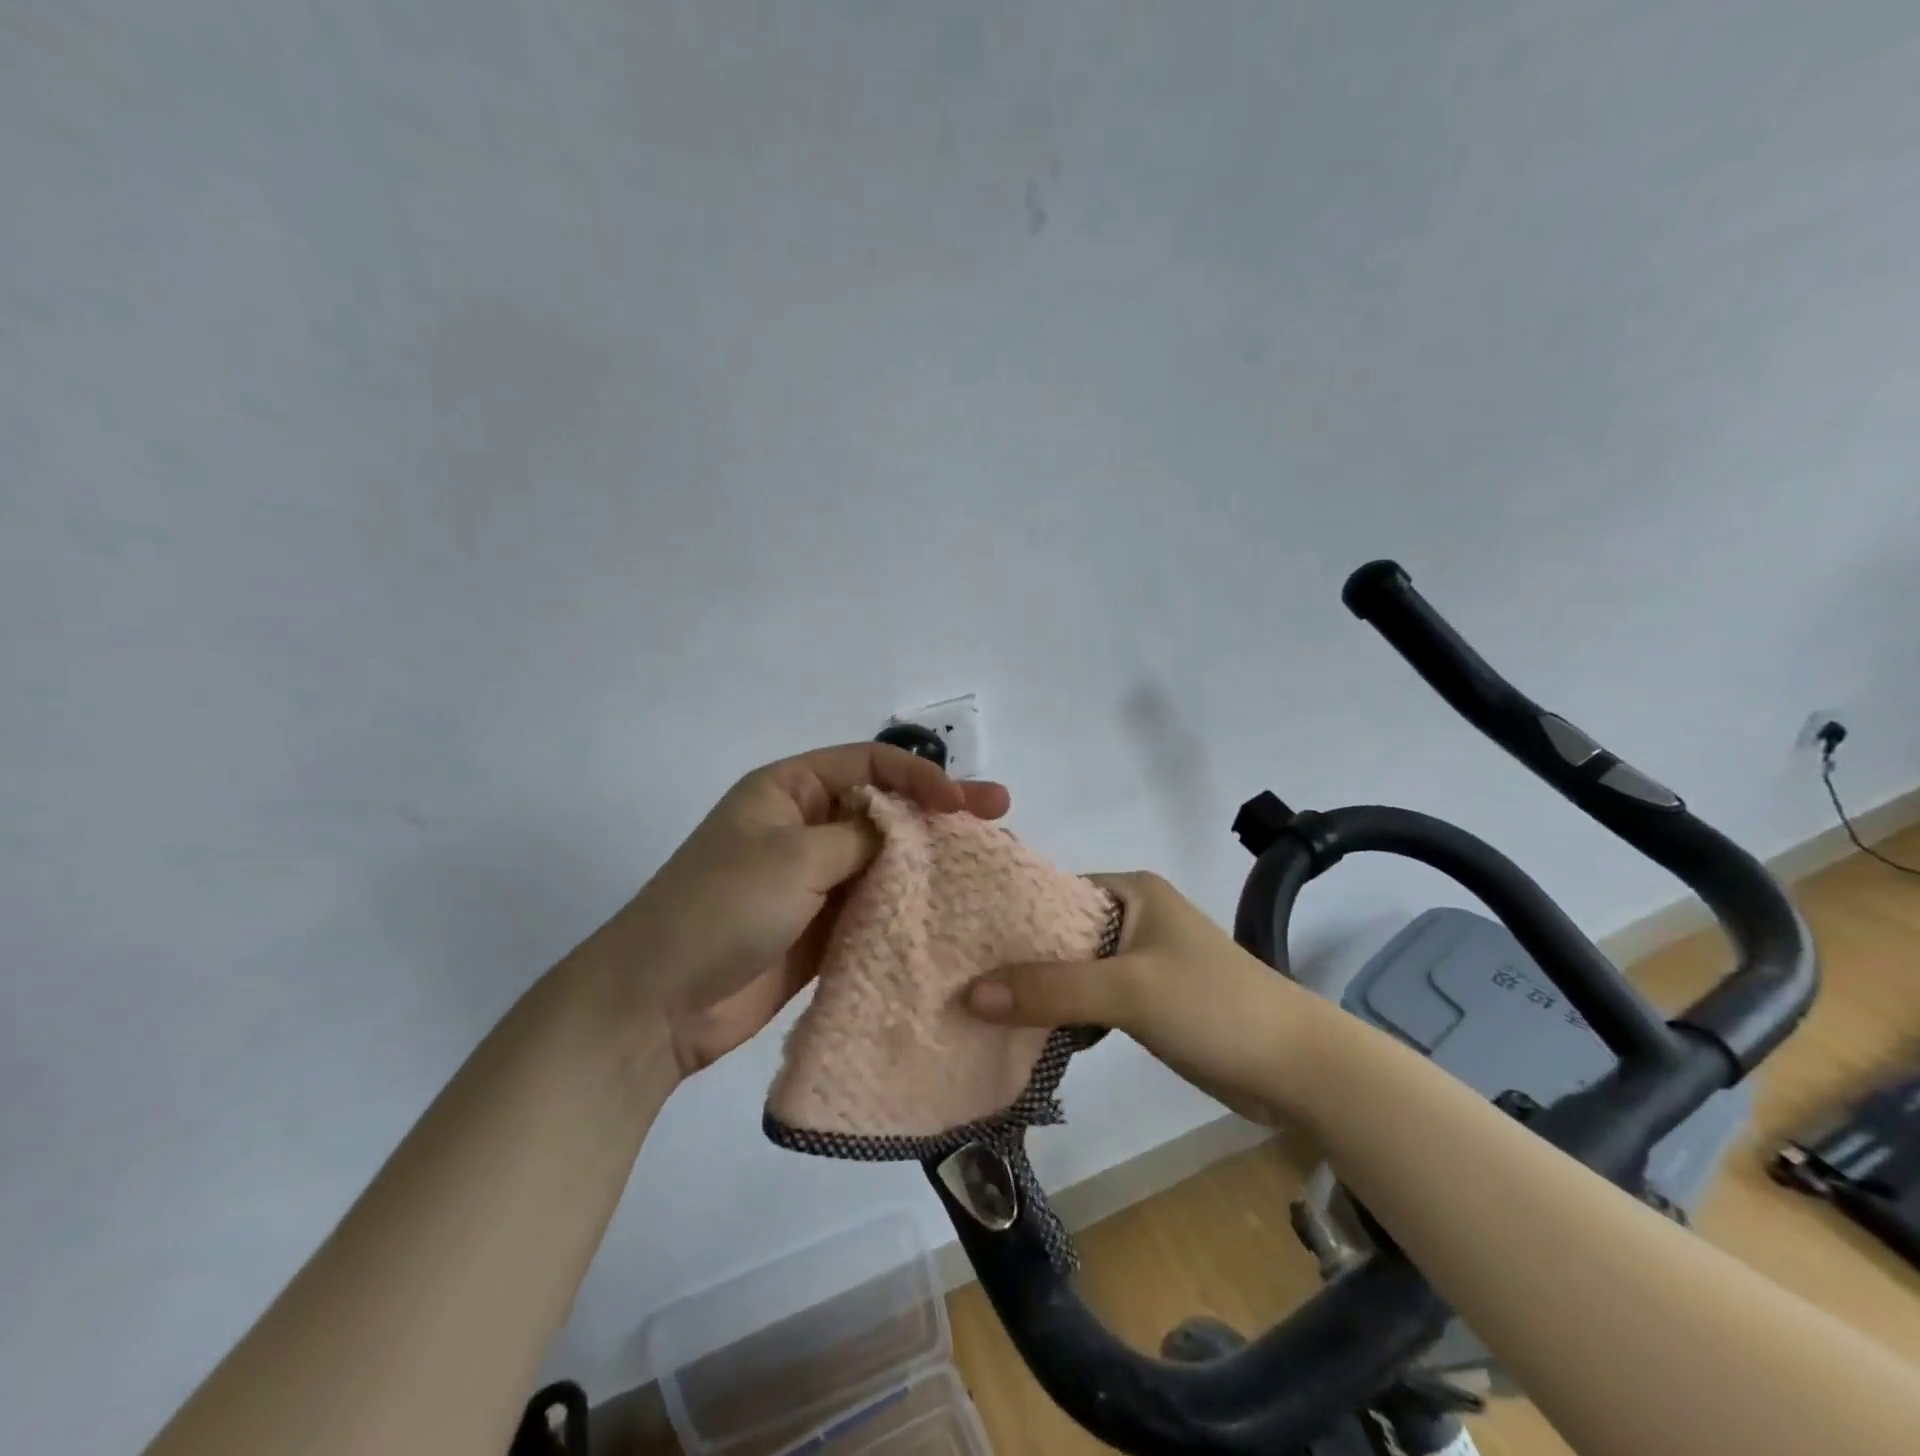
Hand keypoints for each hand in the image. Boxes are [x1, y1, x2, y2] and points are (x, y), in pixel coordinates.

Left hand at [604, 743, 1010, 1076]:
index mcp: (790, 790)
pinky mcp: (821, 928)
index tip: (963, 801)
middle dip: (937, 813)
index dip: (920, 776)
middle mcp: (805, 827)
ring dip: (928, 862)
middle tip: (997, 817)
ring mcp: (814, 881)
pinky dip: (907, 906)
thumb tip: (907, 831)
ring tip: (985, 864)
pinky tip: (950, 909)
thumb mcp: (794, 855)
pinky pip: (874, 907)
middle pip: (883, 810)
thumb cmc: (722, 906)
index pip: (869, 765)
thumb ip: (862, 837)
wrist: (659, 1002)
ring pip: (883, 861)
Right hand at [966, 871, 1321, 1124]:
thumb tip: (970, 995)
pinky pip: (1090, 1000)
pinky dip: (1062, 1013)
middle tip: (958, 976)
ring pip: (1073, 969)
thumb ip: (1051, 990)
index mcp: (1132, 891)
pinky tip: (1022, 1030)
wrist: (1296, 1068)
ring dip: (1037, 989)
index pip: (1053, 892)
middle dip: (1016, 956)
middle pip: (1059, 933)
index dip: (1009, 914)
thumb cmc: (1213, 1005)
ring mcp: (1141, 961)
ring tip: (977, 1004)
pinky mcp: (1146, 1002)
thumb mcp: (1128, 990)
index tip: (960, 938)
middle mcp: (1133, 917)